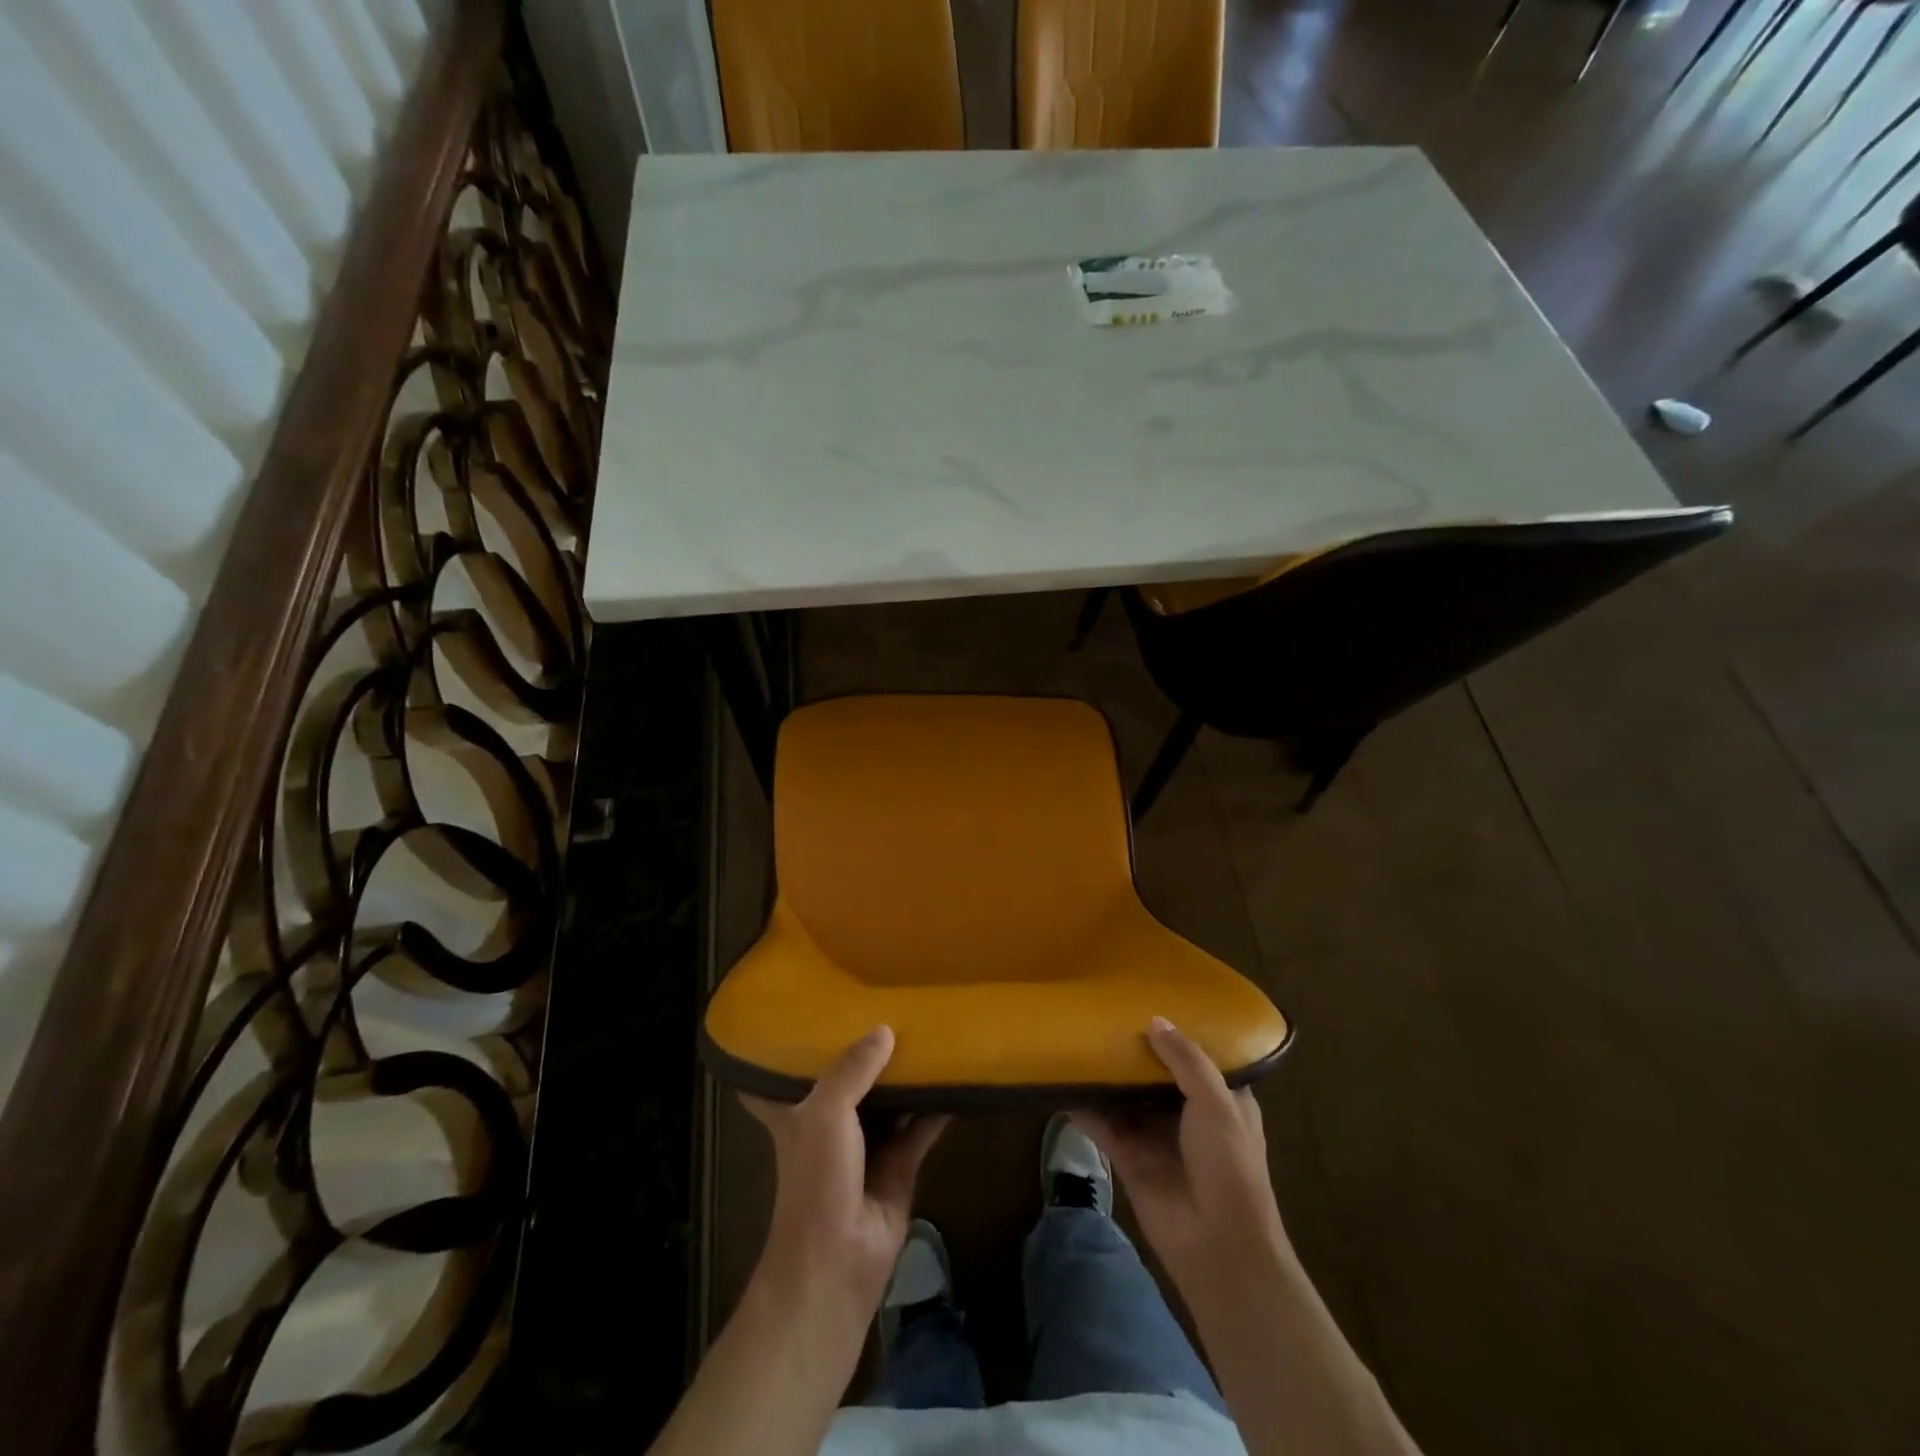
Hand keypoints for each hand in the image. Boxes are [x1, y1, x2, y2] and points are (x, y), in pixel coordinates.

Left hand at [742, 1026, 948, 1312]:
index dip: (787, 1050)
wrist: (837, 1262)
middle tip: (889, 1005)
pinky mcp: (900, 1166)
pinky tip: (957, 1076)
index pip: (779, 1078)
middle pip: (848, 1081)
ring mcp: (867, 1146)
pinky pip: (920, 1127)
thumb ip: (852, 1069)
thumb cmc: (816, 1180)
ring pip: (888, 1100)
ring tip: (931, 1030)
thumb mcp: (825, 1113)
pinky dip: (937, 1106)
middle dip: (865, 1052)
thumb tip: (885, 1029)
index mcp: (798, 1112)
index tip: (803, 1016)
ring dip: (906, 1075)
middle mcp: (830, 1124)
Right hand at [1074, 1016, 1288, 1300]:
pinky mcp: (1128, 1157)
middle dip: (1133, 1049)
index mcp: (1220, 1100)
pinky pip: (1102, 1124)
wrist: (1218, 1245)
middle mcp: (1186, 1113)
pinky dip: (1082, 1106)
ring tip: (1076, 1037)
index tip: (1151, 1001)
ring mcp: (1155, 1136)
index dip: (1177, 1034)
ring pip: (1125, 1096)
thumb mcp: (1217, 1103)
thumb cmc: (1229, 1166)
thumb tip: (1155, 1020)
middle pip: (1154, 1074)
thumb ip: (1186, 1060)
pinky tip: (1059, 1082)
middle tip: (1103, 1012)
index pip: (1197, 1058)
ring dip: (1105, 1075)